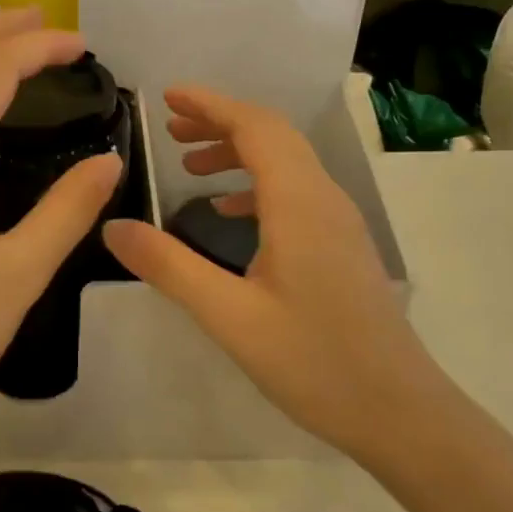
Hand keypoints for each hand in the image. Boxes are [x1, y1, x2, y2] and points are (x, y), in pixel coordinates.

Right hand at [102, 86, 441, 466]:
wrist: (399, 412)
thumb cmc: (314, 362)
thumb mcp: (229, 316)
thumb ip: (169, 267)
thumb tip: (113, 227)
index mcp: (299, 203)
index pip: (255, 127)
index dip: (210, 105)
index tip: (167, 98)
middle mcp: (324, 199)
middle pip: (273, 136)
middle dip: (220, 122)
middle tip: (171, 130)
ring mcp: (339, 222)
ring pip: (287, 163)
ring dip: (239, 152)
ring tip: (191, 167)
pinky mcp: (342, 246)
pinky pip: (296, 192)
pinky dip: (258, 184)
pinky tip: (230, 212)